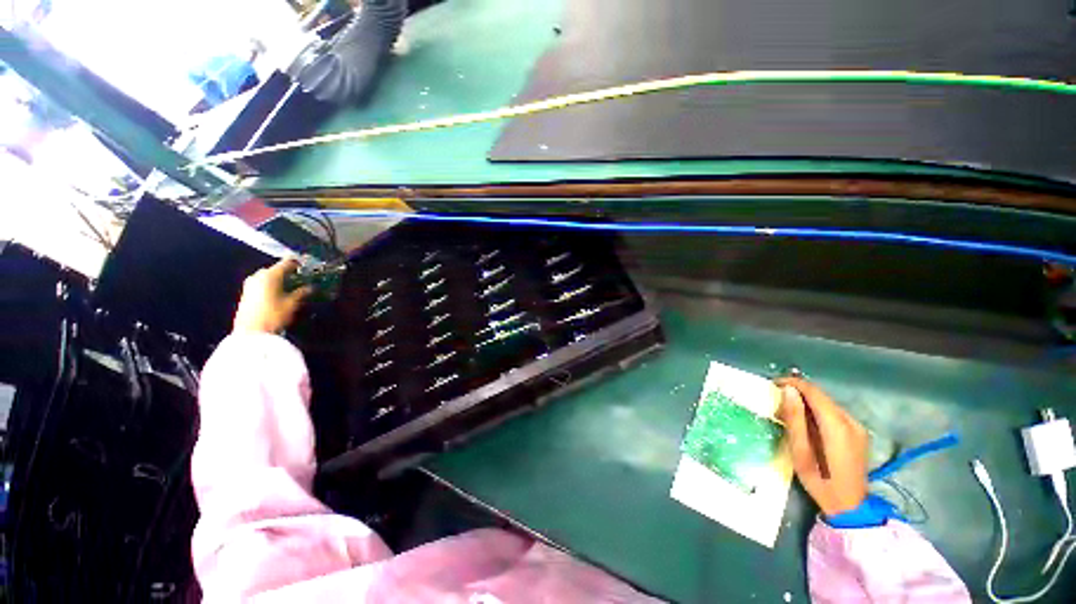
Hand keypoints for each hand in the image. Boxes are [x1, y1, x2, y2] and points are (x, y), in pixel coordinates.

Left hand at [233, 258, 311, 333]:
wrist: (251, 332)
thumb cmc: (274, 315)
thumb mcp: (292, 303)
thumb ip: (302, 292)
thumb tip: (311, 287)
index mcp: (270, 275)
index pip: (287, 263)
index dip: (298, 263)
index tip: (307, 265)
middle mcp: (258, 276)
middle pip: (276, 269)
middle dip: (288, 273)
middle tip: (301, 278)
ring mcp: (250, 284)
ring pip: (268, 277)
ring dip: (280, 280)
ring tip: (292, 287)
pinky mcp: (246, 293)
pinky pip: (262, 284)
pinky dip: (272, 285)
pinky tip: (279, 293)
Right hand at [776, 378, 867, 515]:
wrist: (850, 507)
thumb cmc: (820, 481)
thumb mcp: (800, 452)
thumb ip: (795, 420)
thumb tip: (788, 391)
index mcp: (837, 426)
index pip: (814, 393)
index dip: (793, 383)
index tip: (773, 383)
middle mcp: (851, 422)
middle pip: (822, 397)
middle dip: (798, 394)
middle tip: (777, 402)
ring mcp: (858, 428)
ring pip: (828, 404)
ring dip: (807, 403)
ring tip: (788, 413)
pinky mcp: (858, 433)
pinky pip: (834, 414)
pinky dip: (817, 412)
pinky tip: (807, 424)